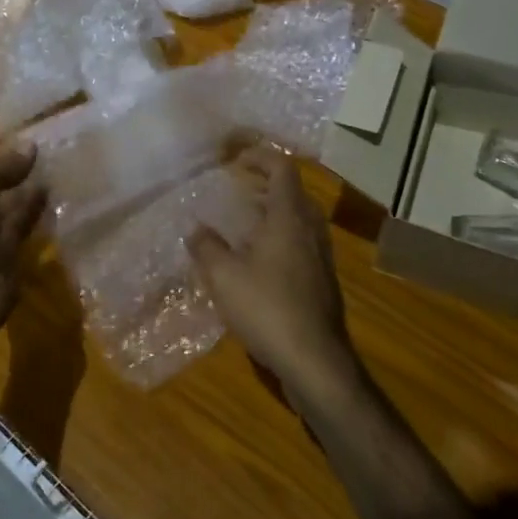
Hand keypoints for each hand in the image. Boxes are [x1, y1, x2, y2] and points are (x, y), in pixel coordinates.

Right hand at [189, 148, 364, 412]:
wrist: (314, 360)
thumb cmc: (267, 308)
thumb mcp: (224, 276)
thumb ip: (207, 247)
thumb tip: (195, 229)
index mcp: (289, 218)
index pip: (282, 170)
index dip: (261, 157)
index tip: (237, 158)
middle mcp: (310, 231)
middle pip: (294, 193)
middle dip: (266, 185)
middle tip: (238, 188)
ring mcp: (321, 258)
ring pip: (299, 221)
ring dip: (273, 213)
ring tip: (244, 222)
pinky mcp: (321, 282)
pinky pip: (300, 244)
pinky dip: (279, 238)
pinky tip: (257, 261)